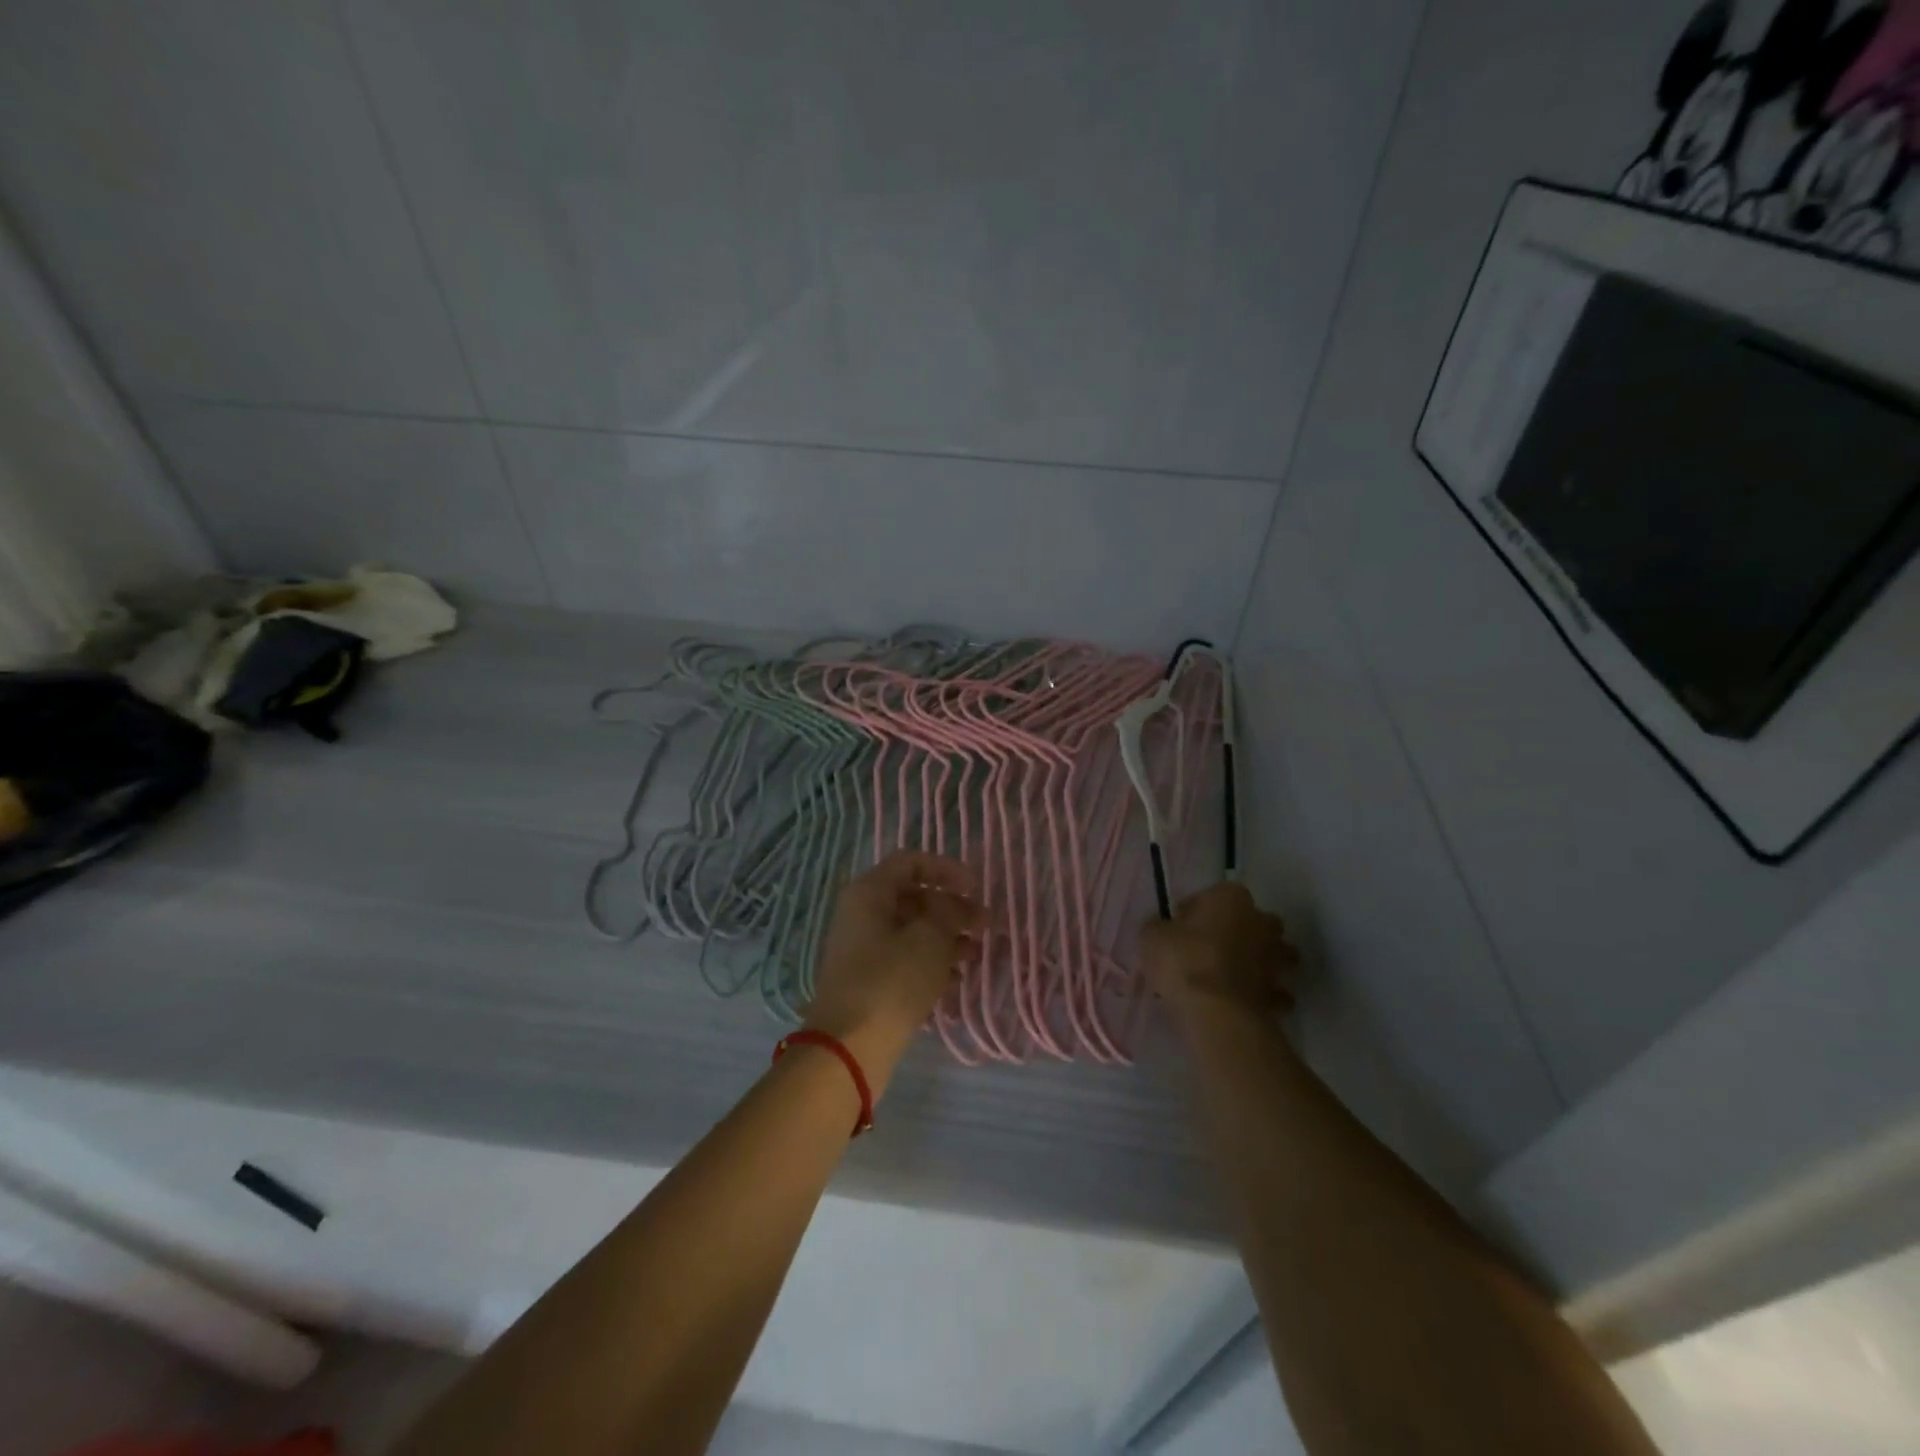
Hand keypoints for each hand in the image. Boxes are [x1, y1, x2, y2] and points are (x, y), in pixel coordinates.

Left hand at [805, 850, 984, 1087]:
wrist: (849, 1048)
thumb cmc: (891, 981)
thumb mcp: (930, 938)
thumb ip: (950, 911)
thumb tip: (958, 903)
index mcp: (869, 892)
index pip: (910, 862)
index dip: (946, 869)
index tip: (975, 888)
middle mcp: (861, 914)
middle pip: (913, 897)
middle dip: (951, 908)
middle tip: (983, 925)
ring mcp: (862, 949)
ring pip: (911, 930)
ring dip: (945, 938)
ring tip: (974, 955)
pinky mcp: (868, 980)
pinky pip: (904, 959)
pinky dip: (930, 963)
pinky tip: (955, 980)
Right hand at [1143, 882, 1298, 1026]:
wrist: (1217, 1011)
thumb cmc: (1183, 960)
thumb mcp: (1152, 937)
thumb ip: (1160, 928)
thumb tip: (1163, 930)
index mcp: (1231, 897)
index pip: (1213, 894)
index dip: (1195, 911)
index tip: (1179, 929)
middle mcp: (1260, 921)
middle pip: (1253, 920)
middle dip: (1239, 931)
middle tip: (1211, 948)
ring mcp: (1275, 957)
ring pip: (1271, 953)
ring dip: (1259, 961)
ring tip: (1231, 976)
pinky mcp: (1279, 991)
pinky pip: (1273, 989)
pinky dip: (1263, 994)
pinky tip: (1243, 1002)